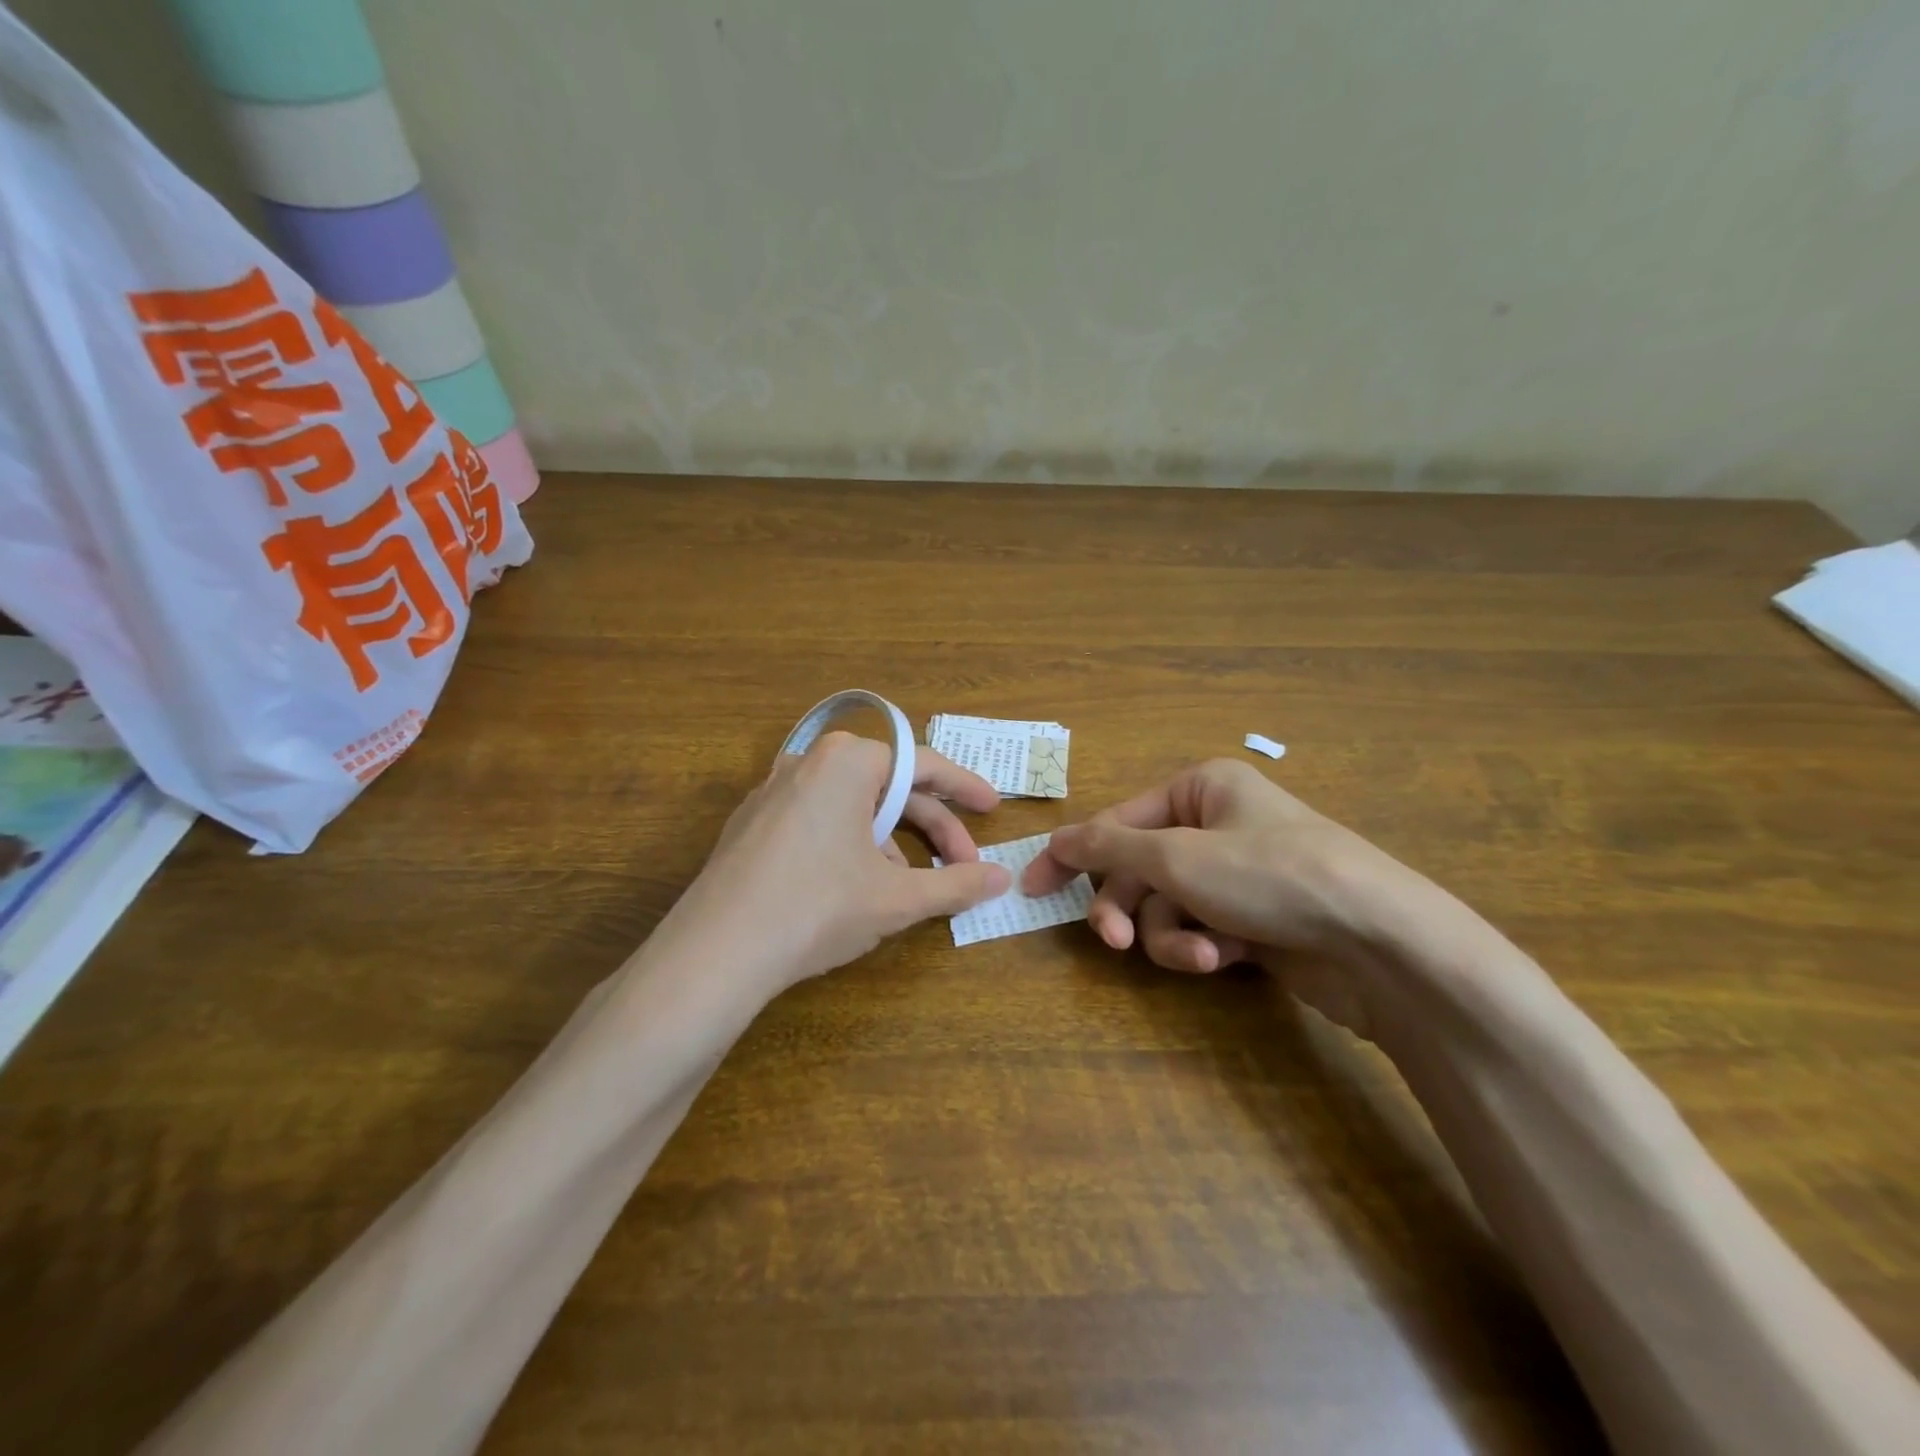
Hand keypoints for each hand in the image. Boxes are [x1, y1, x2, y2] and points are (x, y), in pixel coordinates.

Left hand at [665, 731, 1011, 991]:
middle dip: (931, 829)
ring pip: (852, 809)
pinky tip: (855, 890)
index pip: (923, 766)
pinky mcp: (751, 824)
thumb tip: (1002, 878)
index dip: (965, 788)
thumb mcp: (898, 898)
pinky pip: (817, 823)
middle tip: (962, 865)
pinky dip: (849, 848)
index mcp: (848, 761)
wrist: (716, 953)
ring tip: (906, 891)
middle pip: (887, 789)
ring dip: (891, 845)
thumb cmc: (819, 907)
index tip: (993, 808)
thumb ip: (956, 884)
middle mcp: (808, 762)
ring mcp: (773, 792)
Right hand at [1023, 759, 1405, 1034]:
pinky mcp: (1254, 919)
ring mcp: (1237, 874)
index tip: (1032, 888)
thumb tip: (1055, 840)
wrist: (1380, 942)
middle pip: (1140, 868)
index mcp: (1201, 788)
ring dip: (1170, 934)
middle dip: (1129, 907)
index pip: (1116, 821)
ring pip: (1167, 906)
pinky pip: (1200, 929)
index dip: (1072, 855)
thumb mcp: (1177, 856)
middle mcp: (1217, 824)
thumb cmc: (1270, 876)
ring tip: (1196, 953)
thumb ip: (1108, 848)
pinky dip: (1201, 946)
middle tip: (1114, 941)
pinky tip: (1221, 959)